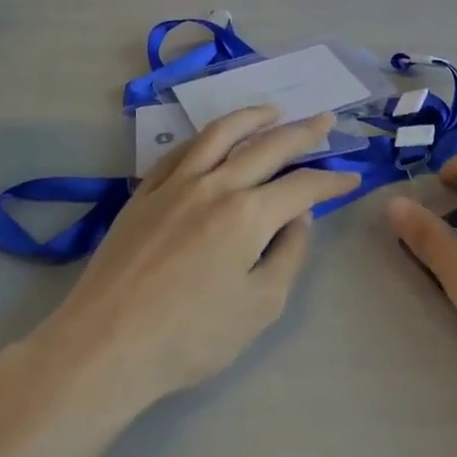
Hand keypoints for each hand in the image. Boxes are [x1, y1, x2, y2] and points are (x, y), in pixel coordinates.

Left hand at [49, 107, 360, 406]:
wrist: (105, 346)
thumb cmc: (190, 337)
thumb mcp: (261, 307)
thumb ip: (289, 254)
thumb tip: (300, 218)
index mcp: (249, 214)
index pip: (303, 186)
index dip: (332, 180)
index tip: (352, 177)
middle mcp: (215, 185)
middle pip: (267, 146)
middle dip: (303, 132)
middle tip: (325, 120)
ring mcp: (175, 184)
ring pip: (220, 134)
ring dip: (252, 117)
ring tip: (273, 110)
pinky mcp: (144, 192)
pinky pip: (181, 150)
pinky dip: (206, 136)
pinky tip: (214, 137)